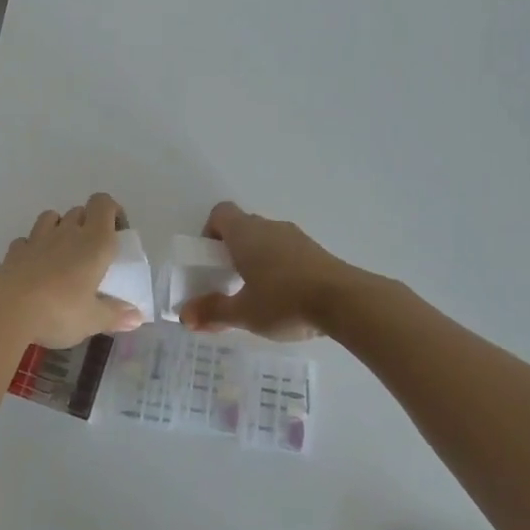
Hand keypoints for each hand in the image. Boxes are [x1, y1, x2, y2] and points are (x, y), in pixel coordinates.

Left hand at [0, 193, 143, 348]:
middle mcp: (68, 232)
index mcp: (95, 242)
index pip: (104, 204)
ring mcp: (38, 238)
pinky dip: (33, 248)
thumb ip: (115, 316)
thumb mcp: (92, 320)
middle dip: (88, 224)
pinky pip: (27, 240)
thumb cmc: (59, 310)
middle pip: (80, 210)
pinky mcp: (15, 251)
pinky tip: (34, 268)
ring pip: (52, 217)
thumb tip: (138, 317)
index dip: (112, 212)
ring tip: (63, 255)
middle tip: (91, 254)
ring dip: (60, 228)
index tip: (117, 235)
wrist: (6, 307)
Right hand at [179, 201, 356, 342]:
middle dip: (232, 251)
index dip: (210, 232)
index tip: (210, 260)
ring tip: (258, 293)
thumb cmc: (284, 301)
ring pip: (267, 240)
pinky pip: (288, 252)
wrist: (345, 301)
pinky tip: (286, 297)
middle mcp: (269, 227)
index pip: (220, 213)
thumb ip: (213, 312)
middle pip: (243, 227)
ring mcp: (296, 237)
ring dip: (258, 259)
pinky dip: (281, 267)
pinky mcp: (317, 251)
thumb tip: (184, 316)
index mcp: (245, 233)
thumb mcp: (243, 312)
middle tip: (229, 281)